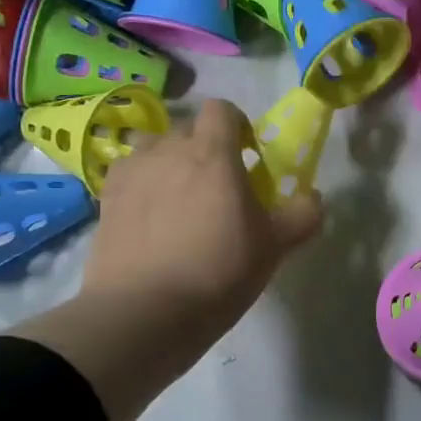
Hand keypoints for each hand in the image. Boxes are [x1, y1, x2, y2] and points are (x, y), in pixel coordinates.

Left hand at [86, 97, 321, 332]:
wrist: (145, 312)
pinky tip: (148, 217)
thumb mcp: (274, 247)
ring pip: (152, 148)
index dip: (237, 124)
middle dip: (203, 147)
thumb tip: (314, 198)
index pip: (221, 109)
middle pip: (187, 128)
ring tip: (177, 198)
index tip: (247, 154)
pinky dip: (141, 185)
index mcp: (212, 153)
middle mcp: (167, 150)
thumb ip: (301, 215)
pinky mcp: (106, 199)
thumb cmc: (218, 271)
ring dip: (168, 161)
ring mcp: (131, 173)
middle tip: (217, 185)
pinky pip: (127, 175)